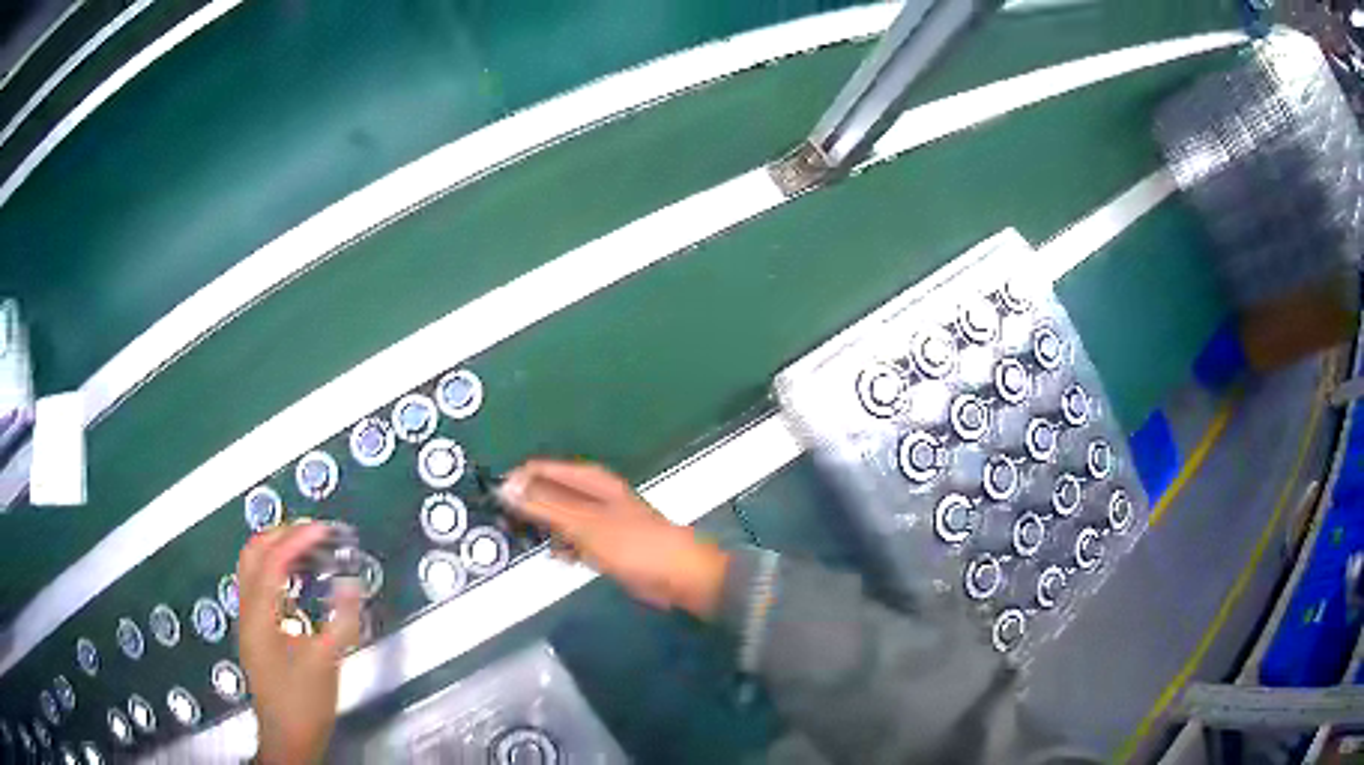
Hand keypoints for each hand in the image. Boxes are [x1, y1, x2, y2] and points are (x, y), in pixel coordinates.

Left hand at [237, 523, 361, 764]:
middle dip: (280, 535)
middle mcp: (247, 612)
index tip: (323, 529)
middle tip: (311, 532)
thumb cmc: (304, 703)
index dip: (297, 540)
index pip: (272, 562)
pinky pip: (259, 586)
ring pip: (251, 568)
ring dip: (276, 550)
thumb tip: (351, 586)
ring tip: (305, 548)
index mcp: (259, 616)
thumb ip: (341, 622)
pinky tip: (296, 581)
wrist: (288, 738)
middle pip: (252, 554)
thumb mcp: (327, 663)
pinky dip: (276, 571)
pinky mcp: (255, 632)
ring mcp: (248, 622)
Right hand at [499, 459, 729, 618]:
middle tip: (507, 530)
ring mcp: (597, 518)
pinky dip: (562, 545)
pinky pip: (571, 537)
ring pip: (556, 517)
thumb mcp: (583, 524)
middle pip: (545, 491)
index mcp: (588, 479)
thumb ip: (544, 505)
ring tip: (531, 545)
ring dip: (542, 530)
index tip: (496, 507)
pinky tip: (562, 558)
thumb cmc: (634, 545)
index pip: (538, 469)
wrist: (677, 576)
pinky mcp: (602, 541)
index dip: (515, 484)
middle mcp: (590, 493)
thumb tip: (505, 486)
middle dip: (525, 508)